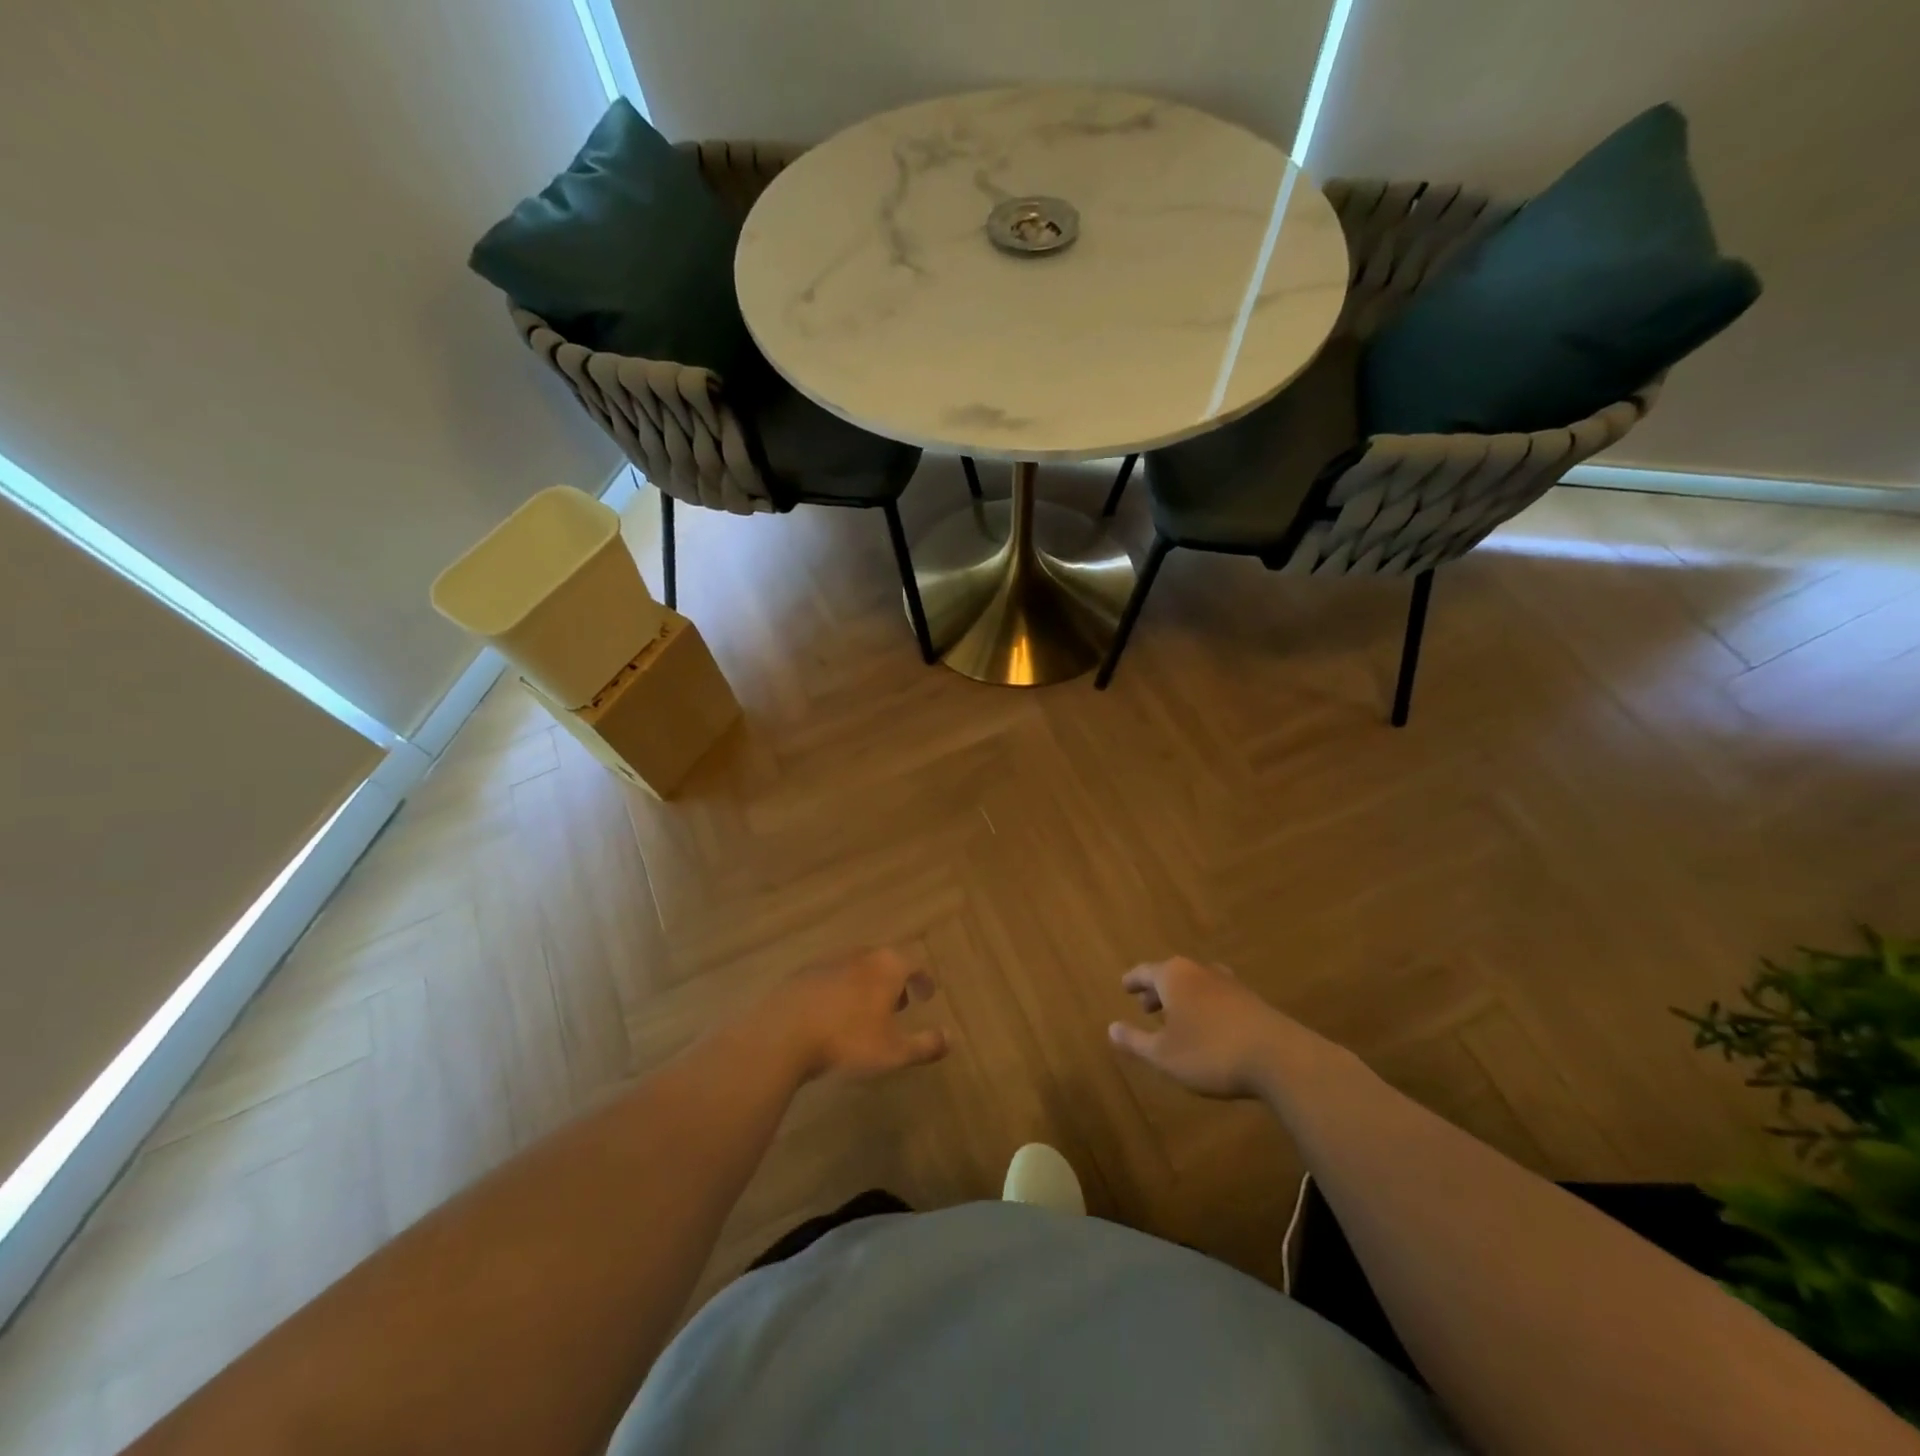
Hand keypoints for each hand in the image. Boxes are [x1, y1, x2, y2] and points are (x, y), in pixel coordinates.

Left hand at [757, 949, 948, 1084]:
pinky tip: (833, 1016)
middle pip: (885, 962)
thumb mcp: (894, 1051)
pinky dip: (841, 992)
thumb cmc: (847, 1040)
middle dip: (895, 982)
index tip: (928, 995)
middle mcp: (860, 955)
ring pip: (857, 968)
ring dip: (867, 986)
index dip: (924, 980)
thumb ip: (925, 1044)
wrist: (783, 1034)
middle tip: (899, 1005)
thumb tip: (951, 1038)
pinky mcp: (803, 974)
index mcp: (887, 966)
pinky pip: (831, 978)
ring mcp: (829, 961)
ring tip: (866, 1012)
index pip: (915, 964)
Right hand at [1108, 956, 1298, 1099]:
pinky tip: (1209, 1029)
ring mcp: (1230, 984)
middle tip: (1147, 1007)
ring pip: (1197, 985)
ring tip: (1178, 1019)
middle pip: (1172, 975)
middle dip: (1158, 991)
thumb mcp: (1164, 1054)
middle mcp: (1200, 971)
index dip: (1133, 981)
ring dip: (1184, 1000)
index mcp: (1174, 976)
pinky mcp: (1252, 1001)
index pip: (1145, 971)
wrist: (1279, 1059)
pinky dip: (1206, 1008)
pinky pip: (1218, 997)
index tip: (1124, 986)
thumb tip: (1111, 1028)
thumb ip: (1136, 1040)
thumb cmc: (1210, 1052)